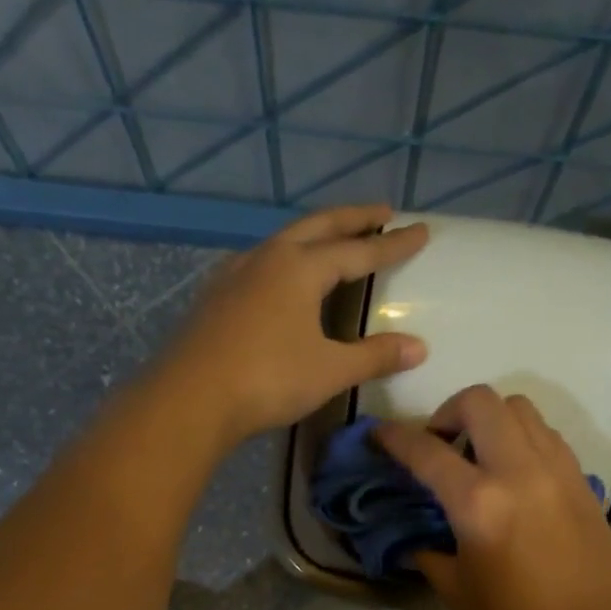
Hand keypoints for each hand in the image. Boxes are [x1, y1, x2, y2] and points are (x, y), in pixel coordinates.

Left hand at [159, 205, 430, 444]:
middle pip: (317, 227)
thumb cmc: (268, 379)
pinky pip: (258, 264)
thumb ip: (374, 356)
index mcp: (300, 268)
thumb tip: (419, 347)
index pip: (358, 250)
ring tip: (330, 241)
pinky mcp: (214, 297)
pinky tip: (278, 278)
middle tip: (380, 211)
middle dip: (352, 218)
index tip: (420, 230)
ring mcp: (235, 274)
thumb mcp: (330, 371)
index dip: (392, 243)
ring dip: (312, 236)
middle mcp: (267, 258)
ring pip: (282, 241)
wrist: (190, 399)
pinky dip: (282, 260)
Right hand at [376, 386, 610, 609]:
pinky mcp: (579, 475)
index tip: (378, 434)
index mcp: (478, 504)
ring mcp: (555, 467)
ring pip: (517, 407)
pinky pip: (543, 431)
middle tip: (439, 445)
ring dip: (487, 419)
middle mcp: (517, 470)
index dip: (394, 438)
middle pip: (478, 402)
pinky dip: (519, 435)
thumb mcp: (456, 589)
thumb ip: (427, 549)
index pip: (425, 451)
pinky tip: (511, 470)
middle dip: (447, 412)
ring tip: (477, 454)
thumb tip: (411, 531)